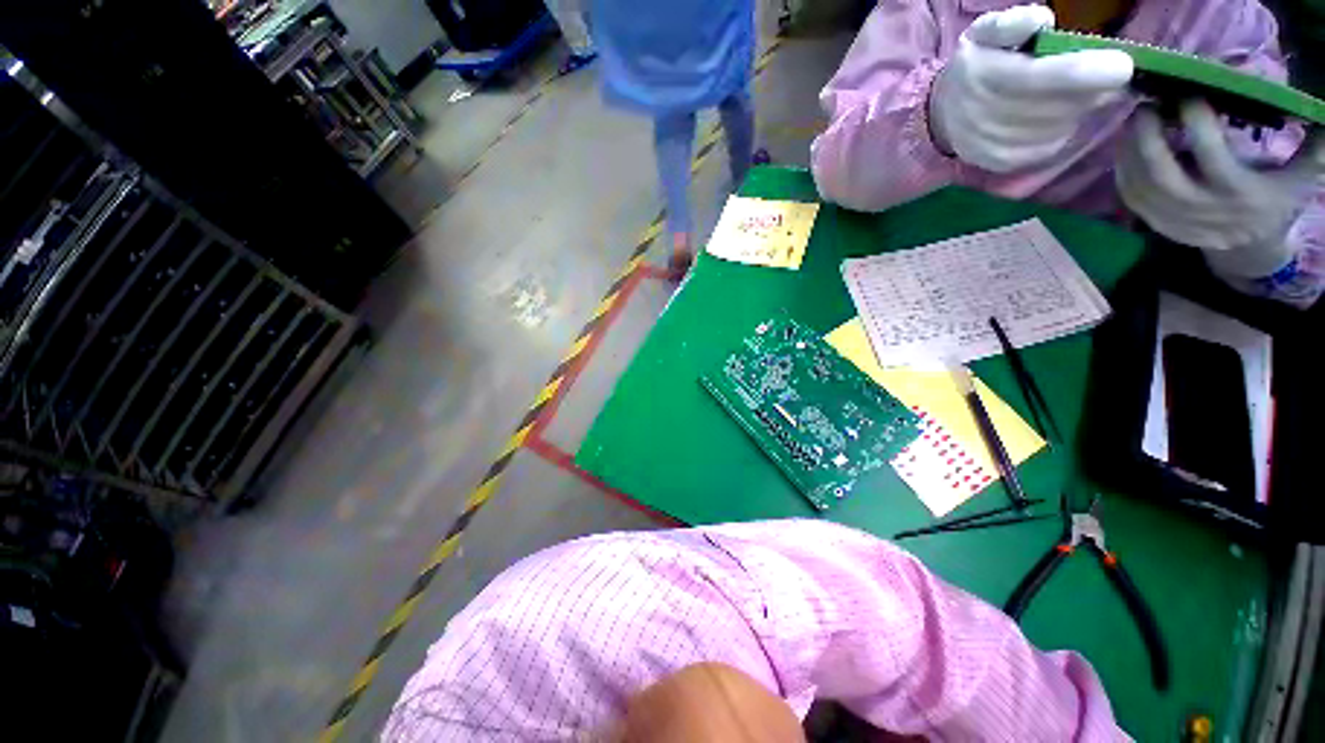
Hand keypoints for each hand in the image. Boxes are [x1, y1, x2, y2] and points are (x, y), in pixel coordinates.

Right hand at [929, 5, 1133, 171]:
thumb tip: (1042, 20)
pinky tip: (1056, 118)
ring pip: (1057, 129)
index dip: (1085, 74)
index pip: (1040, 78)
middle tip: (1105, 75)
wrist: (944, 115)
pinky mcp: (1000, 163)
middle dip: (1090, 92)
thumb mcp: (986, 33)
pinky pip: (1047, 148)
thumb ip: (1013, 22)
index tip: (1123, 67)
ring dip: (1077, 111)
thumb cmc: (977, 65)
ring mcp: (992, 144)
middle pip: (1057, 107)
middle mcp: (984, 115)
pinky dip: (1062, 131)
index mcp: (983, 76)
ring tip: (1075, 95)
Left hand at [1117, 101, 1324, 277]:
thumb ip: (1312, 151)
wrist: (1247, 248)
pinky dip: (1123, 172)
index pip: (1211, 155)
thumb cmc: (1274, 204)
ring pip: (1140, 185)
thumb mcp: (1299, 181)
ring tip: (1133, 122)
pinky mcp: (1156, 224)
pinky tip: (1125, 149)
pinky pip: (1131, 197)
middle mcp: (1202, 207)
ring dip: (1130, 152)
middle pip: (1162, 173)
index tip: (1187, 95)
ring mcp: (1175, 219)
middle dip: (1149, 138)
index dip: (1196, 123)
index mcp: (1238, 192)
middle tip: (1145, 107)